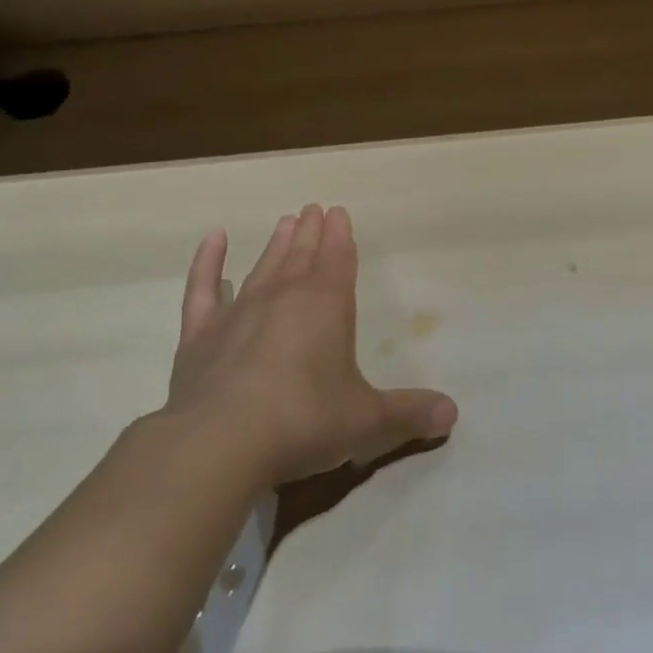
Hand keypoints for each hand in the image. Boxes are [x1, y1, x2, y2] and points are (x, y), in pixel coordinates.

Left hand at [165, 205, 457, 486]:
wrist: (220, 443)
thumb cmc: (304, 421)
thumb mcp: (366, 421)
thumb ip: (409, 413)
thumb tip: (452, 413)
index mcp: (327, 306)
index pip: (338, 259)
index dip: (341, 236)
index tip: (338, 212)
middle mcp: (284, 297)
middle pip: (302, 255)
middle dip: (311, 233)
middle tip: (314, 209)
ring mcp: (238, 312)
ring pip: (263, 266)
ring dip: (276, 244)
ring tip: (285, 222)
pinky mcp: (200, 335)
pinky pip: (203, 288)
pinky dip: (207, 262)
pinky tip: (213, 239)